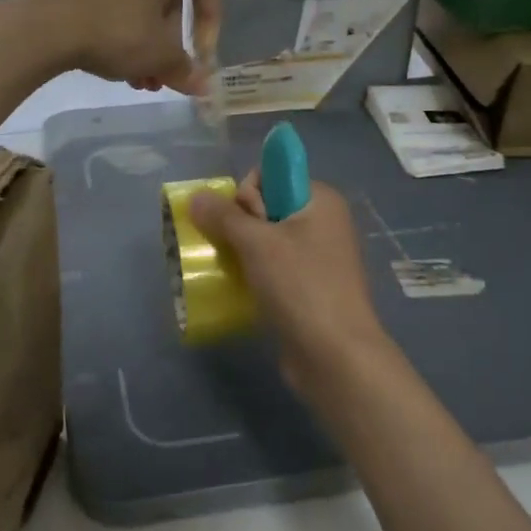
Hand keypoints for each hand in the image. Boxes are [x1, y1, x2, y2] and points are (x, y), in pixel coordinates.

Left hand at [11, 0, 218, 93]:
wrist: (45, 25)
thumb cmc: (116, 32)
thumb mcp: (158, 56)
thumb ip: (185, 69)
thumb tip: (203, 86)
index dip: (212, 14)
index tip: (202, 49)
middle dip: (172, 41)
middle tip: (166, 73)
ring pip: (141, 8)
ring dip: (148, 46)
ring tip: (141, 82)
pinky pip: (115, 7)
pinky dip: (123, 36)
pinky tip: (115, 69)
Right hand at [189, 174, 392, 397]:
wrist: (335, 356)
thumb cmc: (300, 287)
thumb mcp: (257, 243)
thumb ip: (223, 216)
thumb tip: (195, 196)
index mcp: (320, 199)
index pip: (270, 174)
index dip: (249, 195)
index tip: (249, 224)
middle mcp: (322, 222)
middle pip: (264, 207)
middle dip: (240, 226)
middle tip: (243, 254)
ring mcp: (316, 256)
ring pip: (264, 240)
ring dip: (241, 253)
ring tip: (233, 272)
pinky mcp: (307, 287)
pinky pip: (271, 267)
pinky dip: (253, 274)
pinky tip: (241, 290)